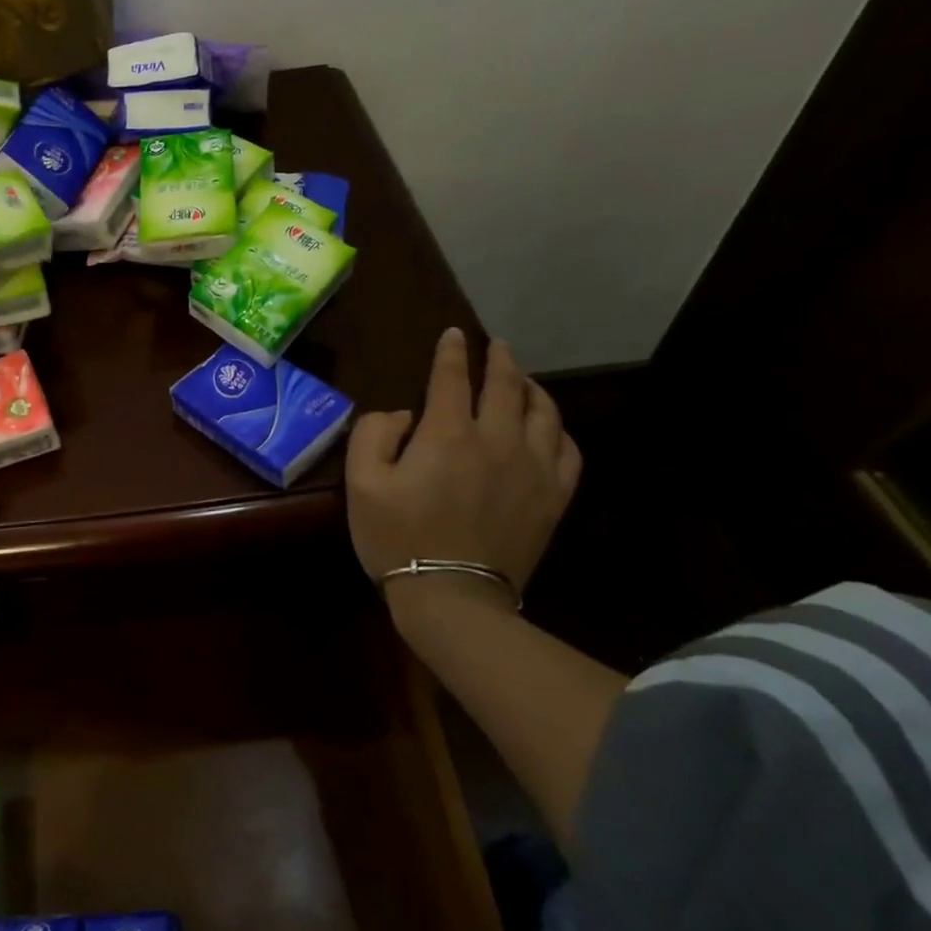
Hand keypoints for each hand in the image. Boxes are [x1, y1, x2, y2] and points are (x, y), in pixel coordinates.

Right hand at [346, 327, 580, 606]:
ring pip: (544, 412)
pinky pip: (569, 450)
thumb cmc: (397, 536)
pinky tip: (549, 428)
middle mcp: (498, 440)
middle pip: (506, 385)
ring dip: (532, 387)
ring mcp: (533, 469)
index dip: (451, 352)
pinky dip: (559, 429)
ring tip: (523, 379)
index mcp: (448, 434)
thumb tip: (403, 415)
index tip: (453, 334)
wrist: (453, 596)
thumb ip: (373, 434)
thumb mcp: (361, 482)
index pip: (452, 377)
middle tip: (496, 345)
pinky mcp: (554, 497)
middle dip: (500, 360)